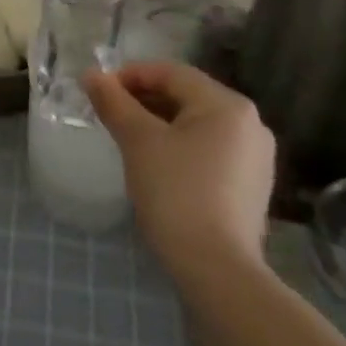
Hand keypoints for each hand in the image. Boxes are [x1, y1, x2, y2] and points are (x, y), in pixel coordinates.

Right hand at [84, 62, 275, 271]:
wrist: (217, 273)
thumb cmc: (176, 193)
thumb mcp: (138, 141)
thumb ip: (113, 102)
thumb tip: (91, 74)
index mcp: (227, 105)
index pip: (171, 73)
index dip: (131, 76)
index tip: (99, 91)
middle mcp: (250, 124)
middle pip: (186, 97)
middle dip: (144, 100)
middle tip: (110, 114)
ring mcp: (255, 159)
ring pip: (197, 125)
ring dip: (160, 124)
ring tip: (128, 139)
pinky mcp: (251, 188)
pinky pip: (209, 151)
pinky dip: (180, 148)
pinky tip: (157, 166)